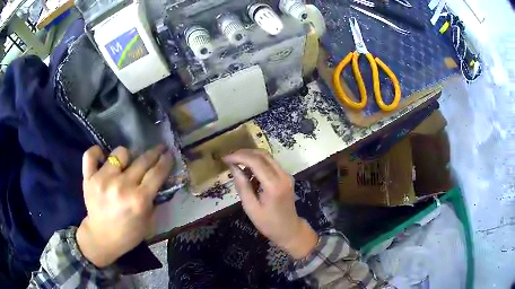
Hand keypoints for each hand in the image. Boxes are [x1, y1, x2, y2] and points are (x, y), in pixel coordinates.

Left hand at [76, 145, 173, 267]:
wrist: (102, 238)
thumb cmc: (129, 233)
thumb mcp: (149, 220)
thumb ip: (155, 199)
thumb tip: (160, 178)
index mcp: (139, 200)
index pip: (157, 172)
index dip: (165, 160)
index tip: (169, 153)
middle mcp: (122, 186)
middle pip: (142, 160)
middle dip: (154, 152)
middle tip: (158, 149)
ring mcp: (103, 180)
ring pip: (120, 153)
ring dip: (126, 156)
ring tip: (126, 164)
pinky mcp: (89, 178)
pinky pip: (91, 155)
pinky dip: (96, 152)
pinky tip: (103, 157)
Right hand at [223, 149, 317, 259]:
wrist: (289, 229)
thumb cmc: (268, 223)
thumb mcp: (250, 207)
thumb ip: (242, 186)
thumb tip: (233, 167)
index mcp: (274, 185)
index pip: (255, 162)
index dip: (239, 157)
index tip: (225, 159)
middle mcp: (283, 175)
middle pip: (262, 154)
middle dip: (244, 153)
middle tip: (229, 158)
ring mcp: (286, 175)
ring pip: (267, 157)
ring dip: (251, 156)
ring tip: (236, 163)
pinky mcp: (286, 176)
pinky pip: (271, 163)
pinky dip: (258, 163)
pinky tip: (248, 171)